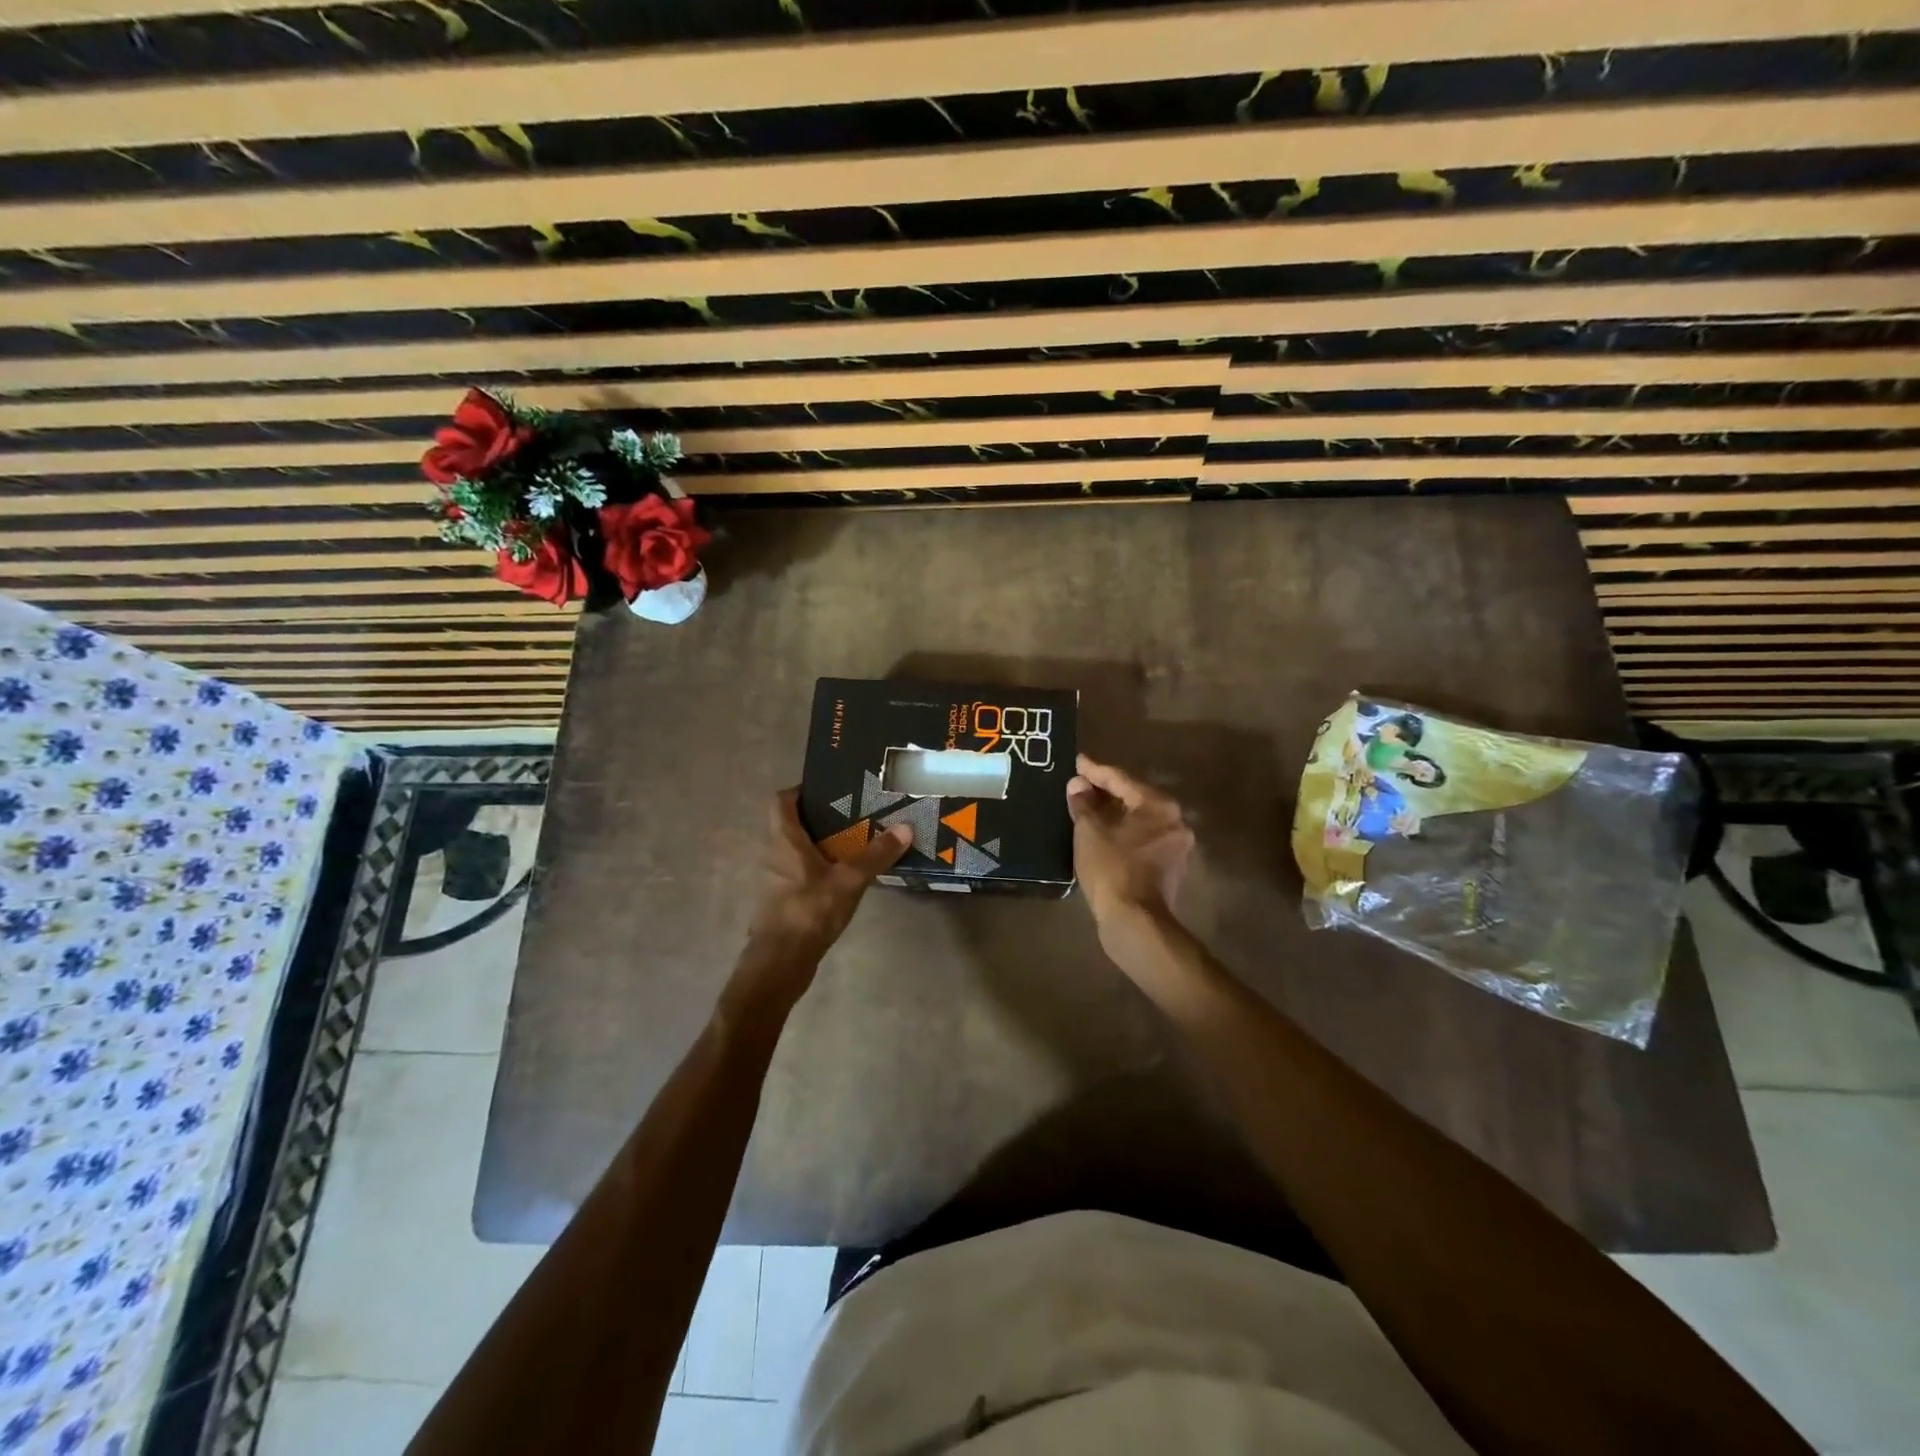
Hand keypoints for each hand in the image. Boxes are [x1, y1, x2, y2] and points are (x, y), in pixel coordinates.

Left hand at [740, 790, 909, 992]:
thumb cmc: (809, 911)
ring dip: (824, 845)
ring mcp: (778, 881)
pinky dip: (823, 870)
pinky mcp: (786, 902)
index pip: (781, 801)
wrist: (781, 963)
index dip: (800, 790)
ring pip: (800, 852)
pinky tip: (849, 877)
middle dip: (822, 818)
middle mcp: (776, 855)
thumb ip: (876, 854)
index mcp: (784, 840)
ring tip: (859, 842)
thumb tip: (906, 827)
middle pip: (793, 826)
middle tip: (856, 813)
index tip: (829, 789)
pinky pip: (804, 875)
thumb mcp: (849, 879)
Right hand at [1066, 754, 1194, 935]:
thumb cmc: (1112, 868)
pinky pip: (1141, 839)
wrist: (1134, 921)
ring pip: (1138, 820)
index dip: (1094, 770)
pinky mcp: (1168, 867)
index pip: (1121, 779)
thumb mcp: (1090, 831)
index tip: (1076, 761)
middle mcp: (1174, 820)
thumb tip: (1078, 784)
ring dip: (1113, 814)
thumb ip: (1083, 803)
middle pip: (1133, 798)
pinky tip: (1101, 834)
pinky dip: (1122, 832)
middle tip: (1078, 785)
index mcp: (1159, 805)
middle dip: (1105, 792)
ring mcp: (1175, 846)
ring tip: (1085, 808)